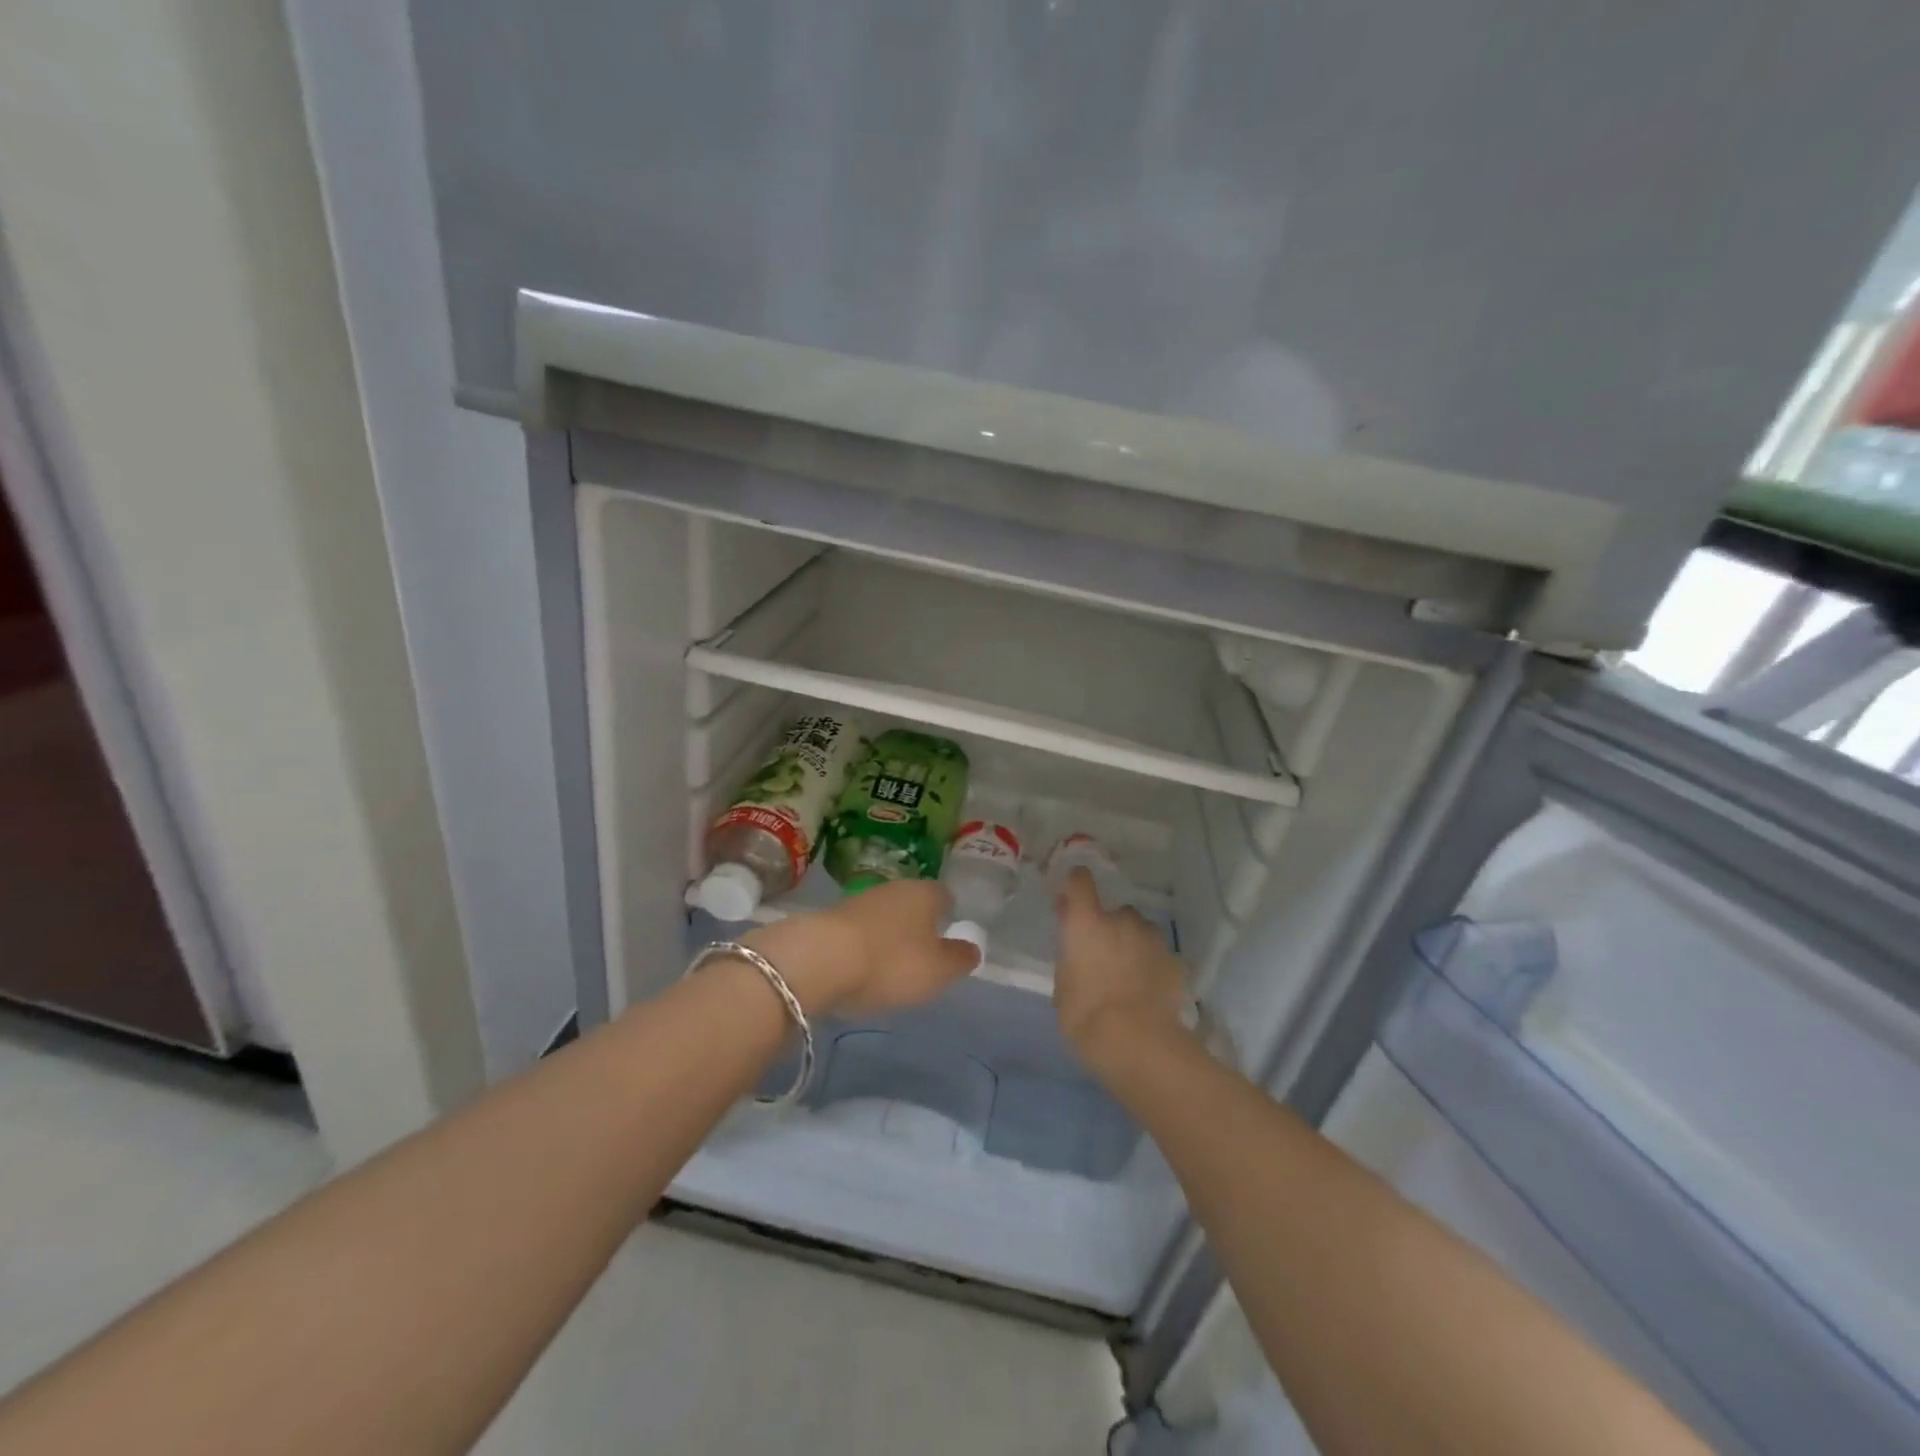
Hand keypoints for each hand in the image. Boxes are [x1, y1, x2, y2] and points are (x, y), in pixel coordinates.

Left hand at [743, 880, 978, 1016]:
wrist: (818, 960)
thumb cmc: (890, 962)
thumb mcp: (938, 970)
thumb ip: (959, 959)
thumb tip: (972, 948)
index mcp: (925, 893)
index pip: (945, 896)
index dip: (950, 916)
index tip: (949, 938)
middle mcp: (893, 888)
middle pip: (913, 904)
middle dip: (918, 926)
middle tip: (922, 957)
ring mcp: (859, 901)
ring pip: (884, 917)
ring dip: (888, 937)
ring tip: (890, 969)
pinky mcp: (830, 919)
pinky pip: (858, 932)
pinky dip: (863, 947)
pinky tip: (860, 970)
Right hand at [1053, 868, 1191, 1063]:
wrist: (1139, 1043)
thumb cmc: (1086, 1016)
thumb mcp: (1062, 987)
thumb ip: (1070, 959)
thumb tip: (1076, 950)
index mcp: (1086, 922)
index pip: (1080, 881)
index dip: (1075, 886)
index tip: (1071, 902)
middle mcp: (1121, 919)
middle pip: (1114, 911)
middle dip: (1108, 928)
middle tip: (1101, 958)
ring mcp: (1152, 938)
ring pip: (1140, 932)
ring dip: (1133, 944)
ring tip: (1128, 976)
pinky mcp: (1175, 961)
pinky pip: (1158, 955)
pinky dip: (1152, 965)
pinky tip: (1148, 991)